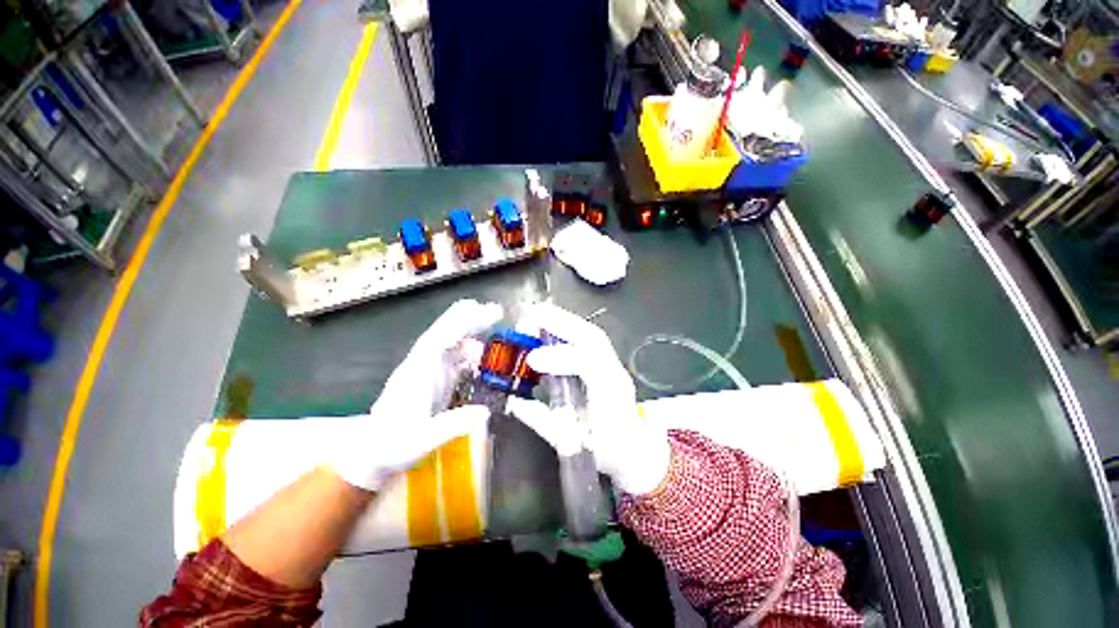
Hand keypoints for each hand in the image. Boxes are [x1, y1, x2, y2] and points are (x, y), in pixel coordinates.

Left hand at [330, 299, 502, 490]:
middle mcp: (421, 367)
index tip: (482, 314)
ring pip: (449, 343)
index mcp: (416, 375)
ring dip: (469, 331)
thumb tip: (485, 411)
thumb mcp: (421, 442)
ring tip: (491, 323)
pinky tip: (480, 353)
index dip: (460, 325)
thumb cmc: (392, 449)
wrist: (371, 457)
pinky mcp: (433, 381)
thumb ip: (452, 426)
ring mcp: (427, 373)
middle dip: (468, 320)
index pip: (438, 341)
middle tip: (494, 310)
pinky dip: (467, 350)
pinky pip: (452, 358)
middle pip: (444, 335)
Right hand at [507, 303, 670, 494]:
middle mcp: (615, 374)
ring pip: (592, 335)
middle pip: (593, 339)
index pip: (591, 364)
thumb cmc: (606, 450)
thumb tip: (515, 402)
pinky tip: (551, 326)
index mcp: (611, 395)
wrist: (635, 452)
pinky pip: (589, 340)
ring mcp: (614, 366)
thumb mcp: (572, 443)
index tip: (533, 359)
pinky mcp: (607, 364)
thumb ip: (544, 421)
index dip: (562, 357)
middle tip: (531, 315)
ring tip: (537, 314)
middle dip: (562, 323)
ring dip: (565, 321)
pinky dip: (569, 328)